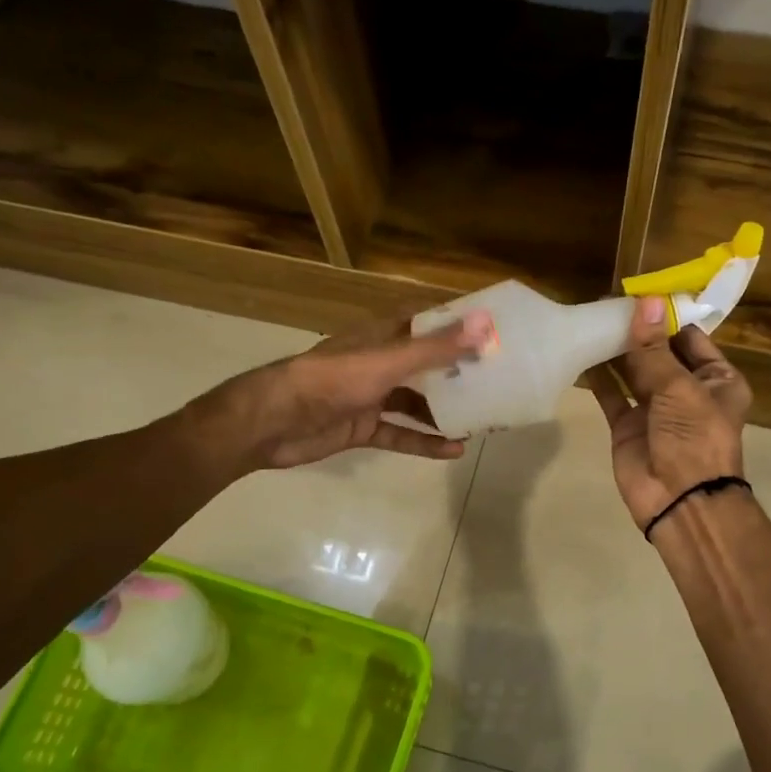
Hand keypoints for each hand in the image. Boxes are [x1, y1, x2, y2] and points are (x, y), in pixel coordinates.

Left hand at [200, 310, 493, 470]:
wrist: (272, 421)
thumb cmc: (331, 380)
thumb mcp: (387, 362)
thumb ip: (435, 348)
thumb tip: (485, 324)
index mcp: (382, 335)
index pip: (426, 322)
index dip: (457, 324)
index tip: (494, 330)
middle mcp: (378, 362)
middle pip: (425, 363)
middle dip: (457, 371)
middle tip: (498, 380)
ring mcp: (370, 396)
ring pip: (415, 401)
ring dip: (444, 410)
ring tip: (482, 418)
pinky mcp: (362, 427)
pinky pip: (400, 433)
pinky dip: (424, 441)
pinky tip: (454, 450)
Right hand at [590, 299, 752, 532]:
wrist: (679, 501)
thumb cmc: (694, 439)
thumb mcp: (679, 389)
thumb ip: (655, 349)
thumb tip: (645, 302)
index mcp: (717, 380)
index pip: (690, 338)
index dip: (666, 317)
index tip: (638, 293)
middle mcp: (688, 390)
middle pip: (660, 352)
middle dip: (638, 330)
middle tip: (606, 301)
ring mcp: (655, 409)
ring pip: (634, 371)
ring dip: (617, 350)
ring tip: (591, 319)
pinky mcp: (628, 425)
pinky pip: (612, 395)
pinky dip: (599, 377)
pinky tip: (582, 353)